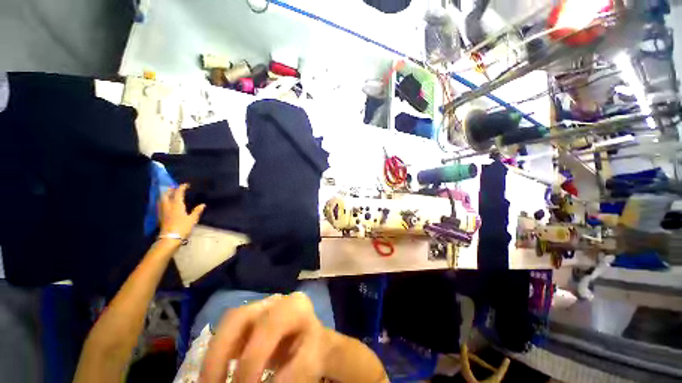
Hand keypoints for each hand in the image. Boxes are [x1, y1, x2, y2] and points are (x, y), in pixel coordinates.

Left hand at [159, 183, 205, 238]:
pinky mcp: (161, 216)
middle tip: (175, 187)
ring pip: (162, 199)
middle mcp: (168, 206)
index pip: (178, 193)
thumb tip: (203, 205)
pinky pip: (161, 204)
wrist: (170, 238)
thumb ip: (197, 211)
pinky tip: (166, 203)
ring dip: (166, 194)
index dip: (181, 187)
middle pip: (166, 194)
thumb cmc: (182, 227)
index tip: (186, 184)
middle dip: (170, 189)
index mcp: (177, 205)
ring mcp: (163, 211)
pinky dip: (164, 201)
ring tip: (170, 193)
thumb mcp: (192, 219)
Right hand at [200, 293, 329, 382]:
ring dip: (213, 355)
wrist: (312, 339)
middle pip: (239, 316)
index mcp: (295, 306)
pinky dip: (217, 353)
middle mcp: (275, 301)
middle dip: (220, 354)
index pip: (269, 326)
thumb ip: (289, 375)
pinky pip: (227, 330)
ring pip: (228, 322)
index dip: (252, 359)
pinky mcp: (249, 316)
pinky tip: (217, 374)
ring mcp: (261, 305)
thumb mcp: (308, 364)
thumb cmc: (312, 350)